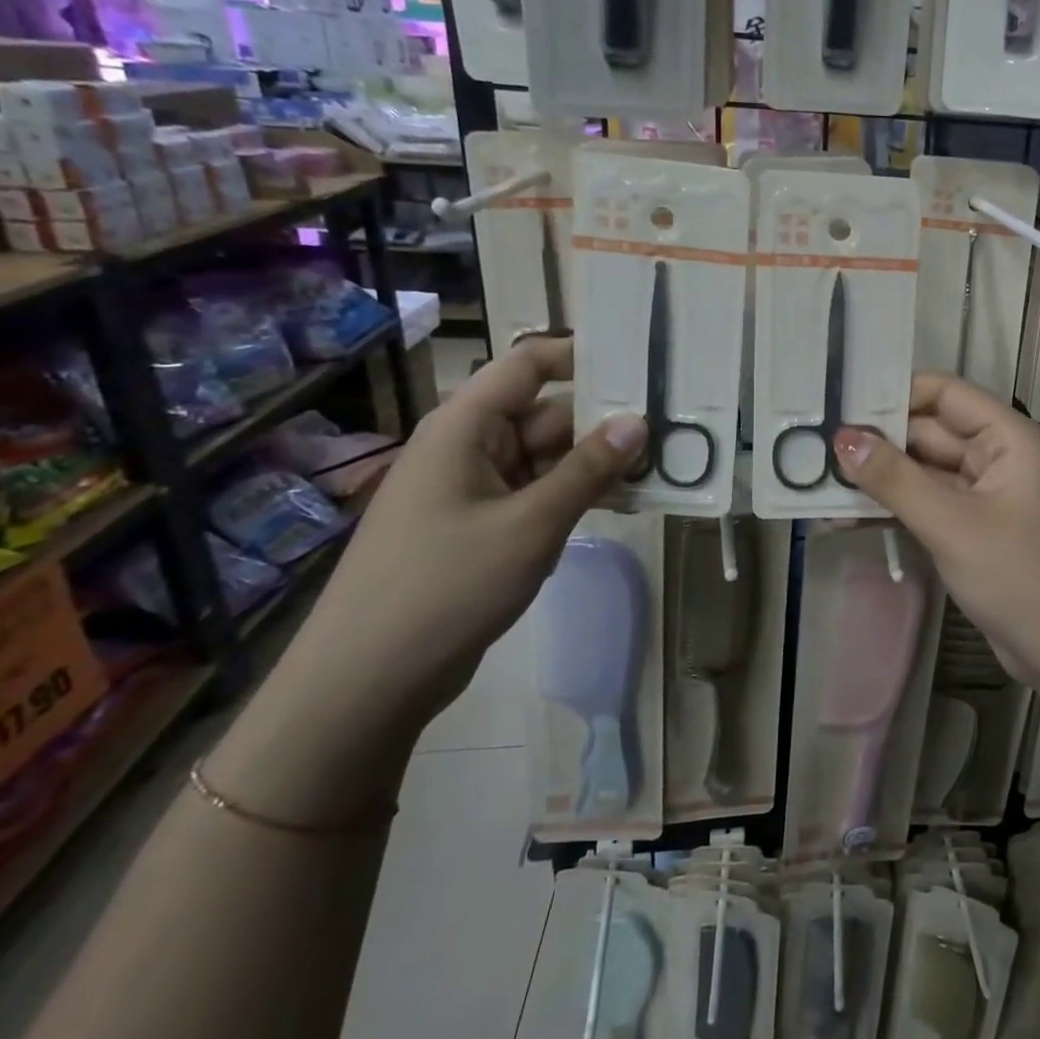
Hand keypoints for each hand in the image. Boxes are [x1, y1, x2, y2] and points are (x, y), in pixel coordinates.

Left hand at [296, 336, 646, 733]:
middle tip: (672, 427)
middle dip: (605, 420)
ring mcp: (475, 488)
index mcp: (465, 426)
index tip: (642, 363)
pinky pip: (538, 492)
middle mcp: (469, 446)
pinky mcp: (482, 525)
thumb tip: (638, 420)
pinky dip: (577, 494)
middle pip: (547, 412)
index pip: (529, 364)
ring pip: (548, 456)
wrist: (367, 682)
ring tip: (662, 466)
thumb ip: (588, 469)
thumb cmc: (445, 587)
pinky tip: (624, 504)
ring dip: (597, 462)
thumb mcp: (530, 524)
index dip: (582, 356)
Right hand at [831, 373, 1039, 690]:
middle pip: (928, 433)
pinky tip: (848, 516)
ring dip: (879, 479)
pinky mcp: (974, 532)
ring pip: (923, 473)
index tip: (838, 404)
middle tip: (811, 448)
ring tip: (817, 483)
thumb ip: (896, 479)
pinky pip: (928, 506)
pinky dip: (894, 509)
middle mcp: (996, 457)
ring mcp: (985, 497)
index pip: (943, 393)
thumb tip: (842, 437)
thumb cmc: (1024, 577)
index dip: (893, 393)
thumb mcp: (954, 525)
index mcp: (1006, 437)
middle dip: (876, 441)